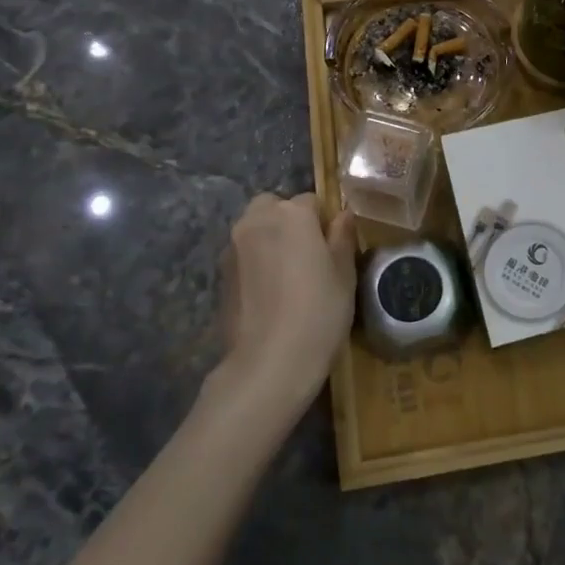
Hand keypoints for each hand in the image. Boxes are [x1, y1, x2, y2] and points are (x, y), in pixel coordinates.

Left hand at [214, 192, 357, 417]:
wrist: (268, 363)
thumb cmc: (318, 312)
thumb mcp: (344, 273)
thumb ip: (342, 237)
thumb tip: (343, 215)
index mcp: (292, 214)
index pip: (312, 202)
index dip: (324, 223)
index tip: (332, 249)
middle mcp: (257, 221)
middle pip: (274, 207)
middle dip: (288, 222)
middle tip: (308, 256)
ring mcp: (233, 247)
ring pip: (255, 229)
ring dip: (269, 240)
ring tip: (288, 276)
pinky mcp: (220, 274)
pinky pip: (243, 255)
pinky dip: (255, 263)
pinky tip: (269, 294)